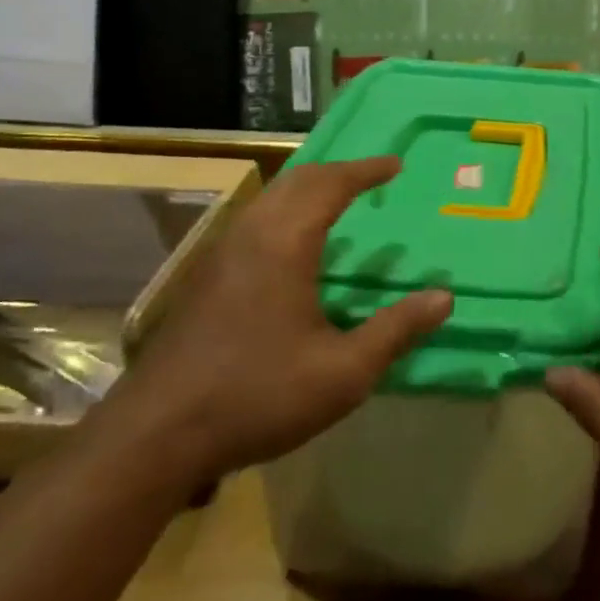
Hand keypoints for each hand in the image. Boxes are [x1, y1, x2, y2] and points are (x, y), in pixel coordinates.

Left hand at [116, 156, 450, 484]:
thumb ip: (396, 331)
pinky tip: (295, 247)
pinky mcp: (205, 278)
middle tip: (371, 177)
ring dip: (308, 189)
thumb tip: (444, 298)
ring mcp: (220, 255)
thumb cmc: (257, 395)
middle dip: (337, 171)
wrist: (155, 436)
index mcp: (284, 243)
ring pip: (270, 199)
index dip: (366, 170)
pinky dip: (286, 211)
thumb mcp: (343, 372)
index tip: (396, 164)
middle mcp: (250, 235)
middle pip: (297, 181)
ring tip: (338, 202)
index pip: (331, 185)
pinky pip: (254, 221)